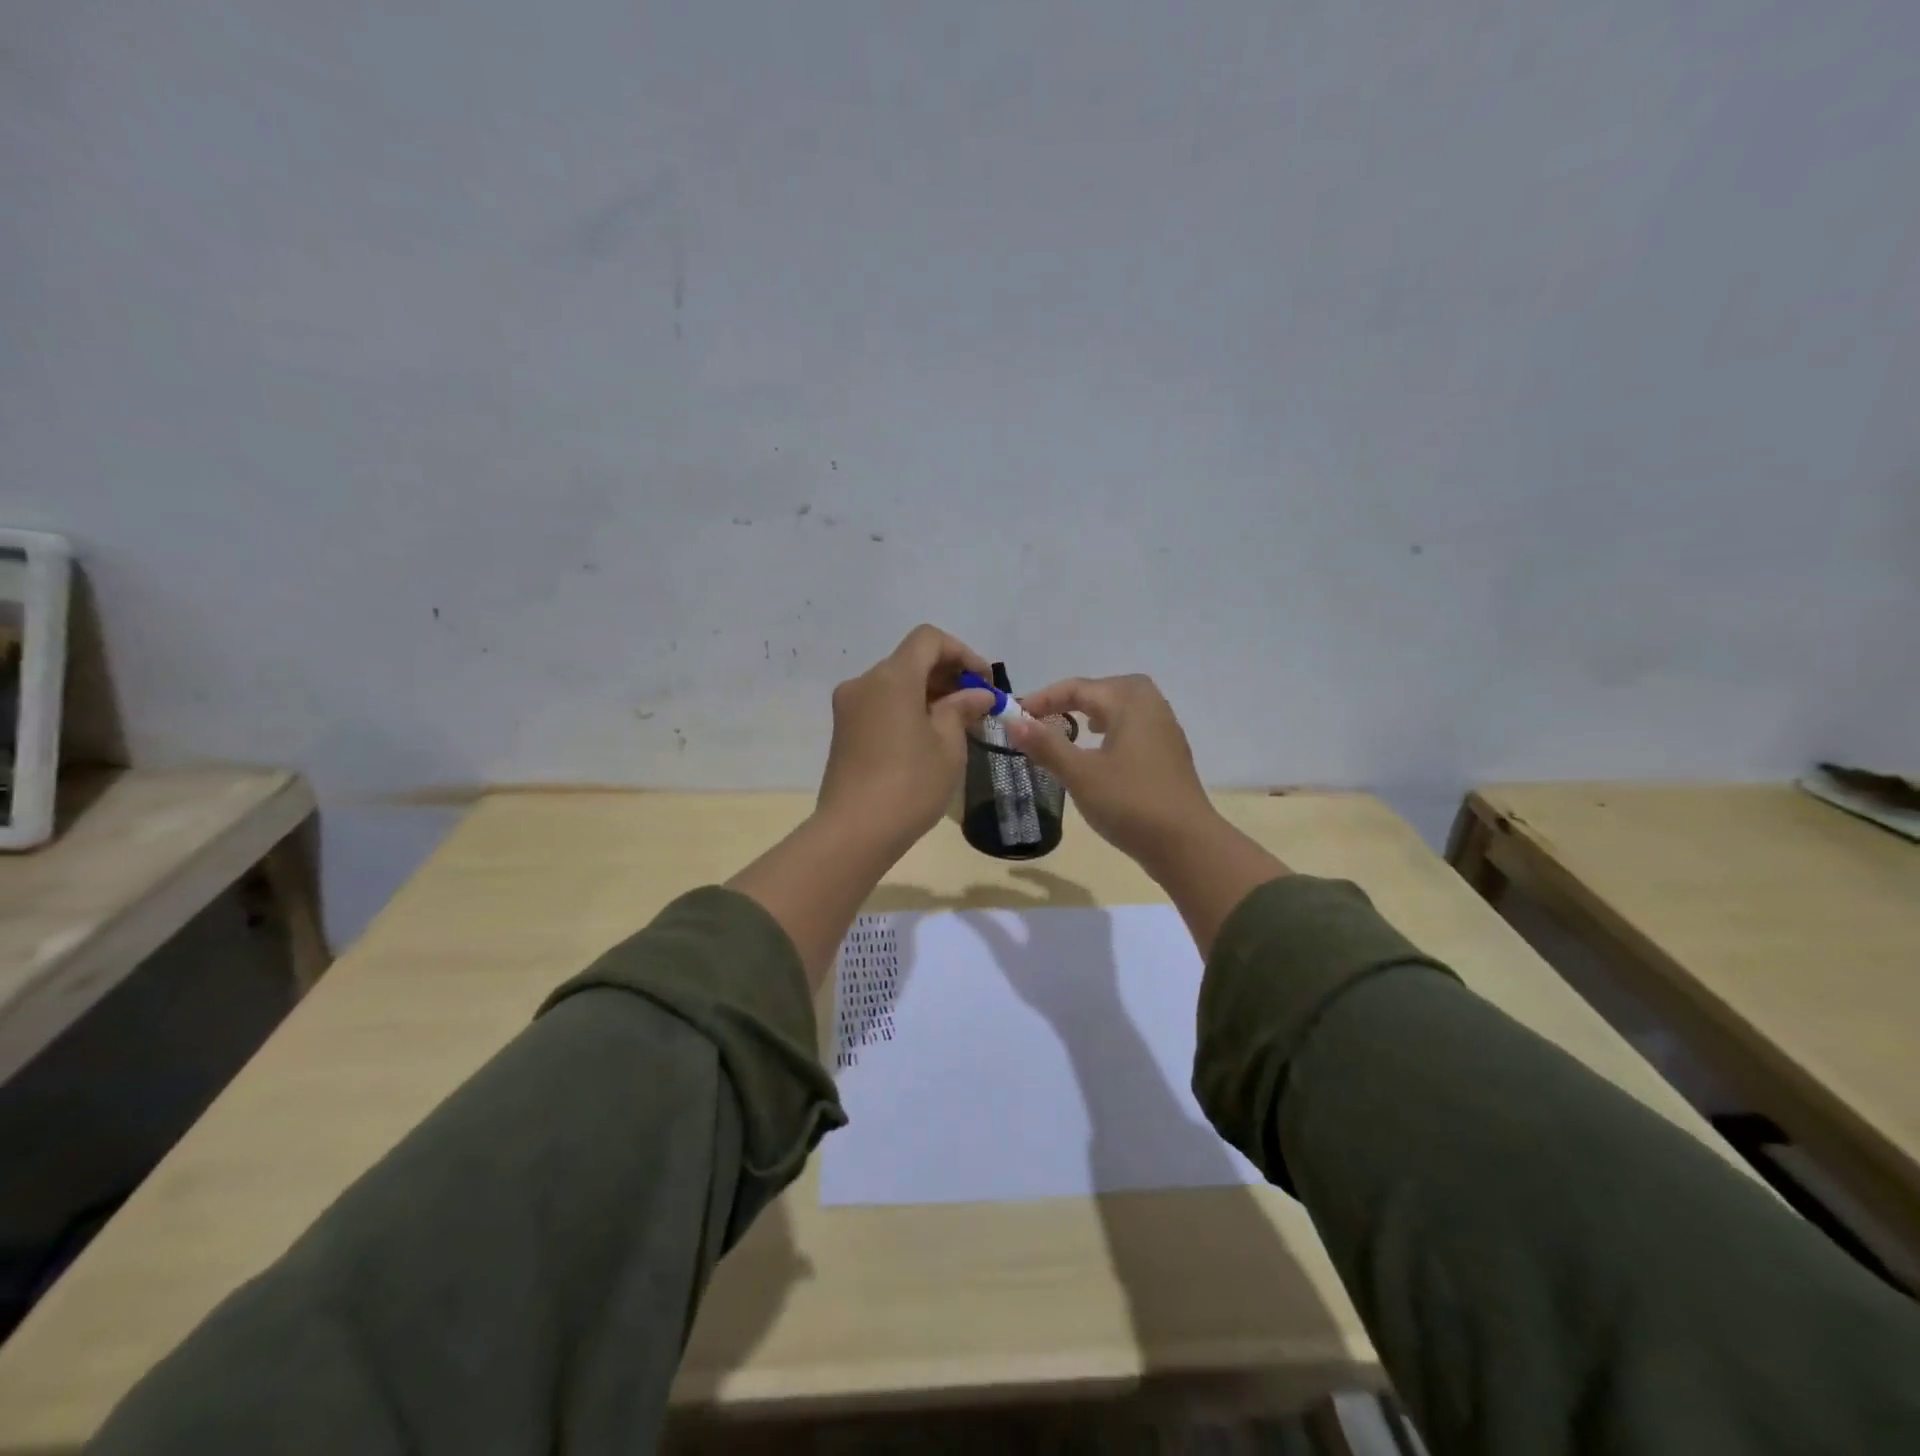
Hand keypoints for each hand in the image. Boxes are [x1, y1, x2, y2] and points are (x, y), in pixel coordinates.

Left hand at [816, 624, 995, 852]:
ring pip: (895, 682)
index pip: (929, 639)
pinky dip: (908, 708)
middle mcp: (865, 682)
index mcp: (892, 677)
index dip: (962, 653)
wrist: (855, 832)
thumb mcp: (948, 745)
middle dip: (947, 674)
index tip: (984, 683)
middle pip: (911, 659)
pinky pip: (882, 704)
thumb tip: (977, 694)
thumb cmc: (910, 784)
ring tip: (957, 723)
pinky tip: (928, 736)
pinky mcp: (844, 730)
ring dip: (928, 692)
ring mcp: (849, 706)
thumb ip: (962, 709)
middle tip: (976, 705)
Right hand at [1002, 675, 1211, 862]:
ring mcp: (1164, 730)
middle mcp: (1151, 706)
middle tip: (1045, 716)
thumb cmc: (1130, 803)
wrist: (1186, 844)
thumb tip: (1012, 721)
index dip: (1043, 699)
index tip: (1015, 715)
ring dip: (1094, 711)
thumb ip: (1046, 745)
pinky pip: (1135, 726)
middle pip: (1105, 688)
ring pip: (1123, 706)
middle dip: (1073, 697)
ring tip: (1073, 728)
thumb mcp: (1080, 774)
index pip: (1078, 688)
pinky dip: (1112, 728)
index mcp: (1129, 702)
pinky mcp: (1169, 754)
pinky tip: (1102, 753)